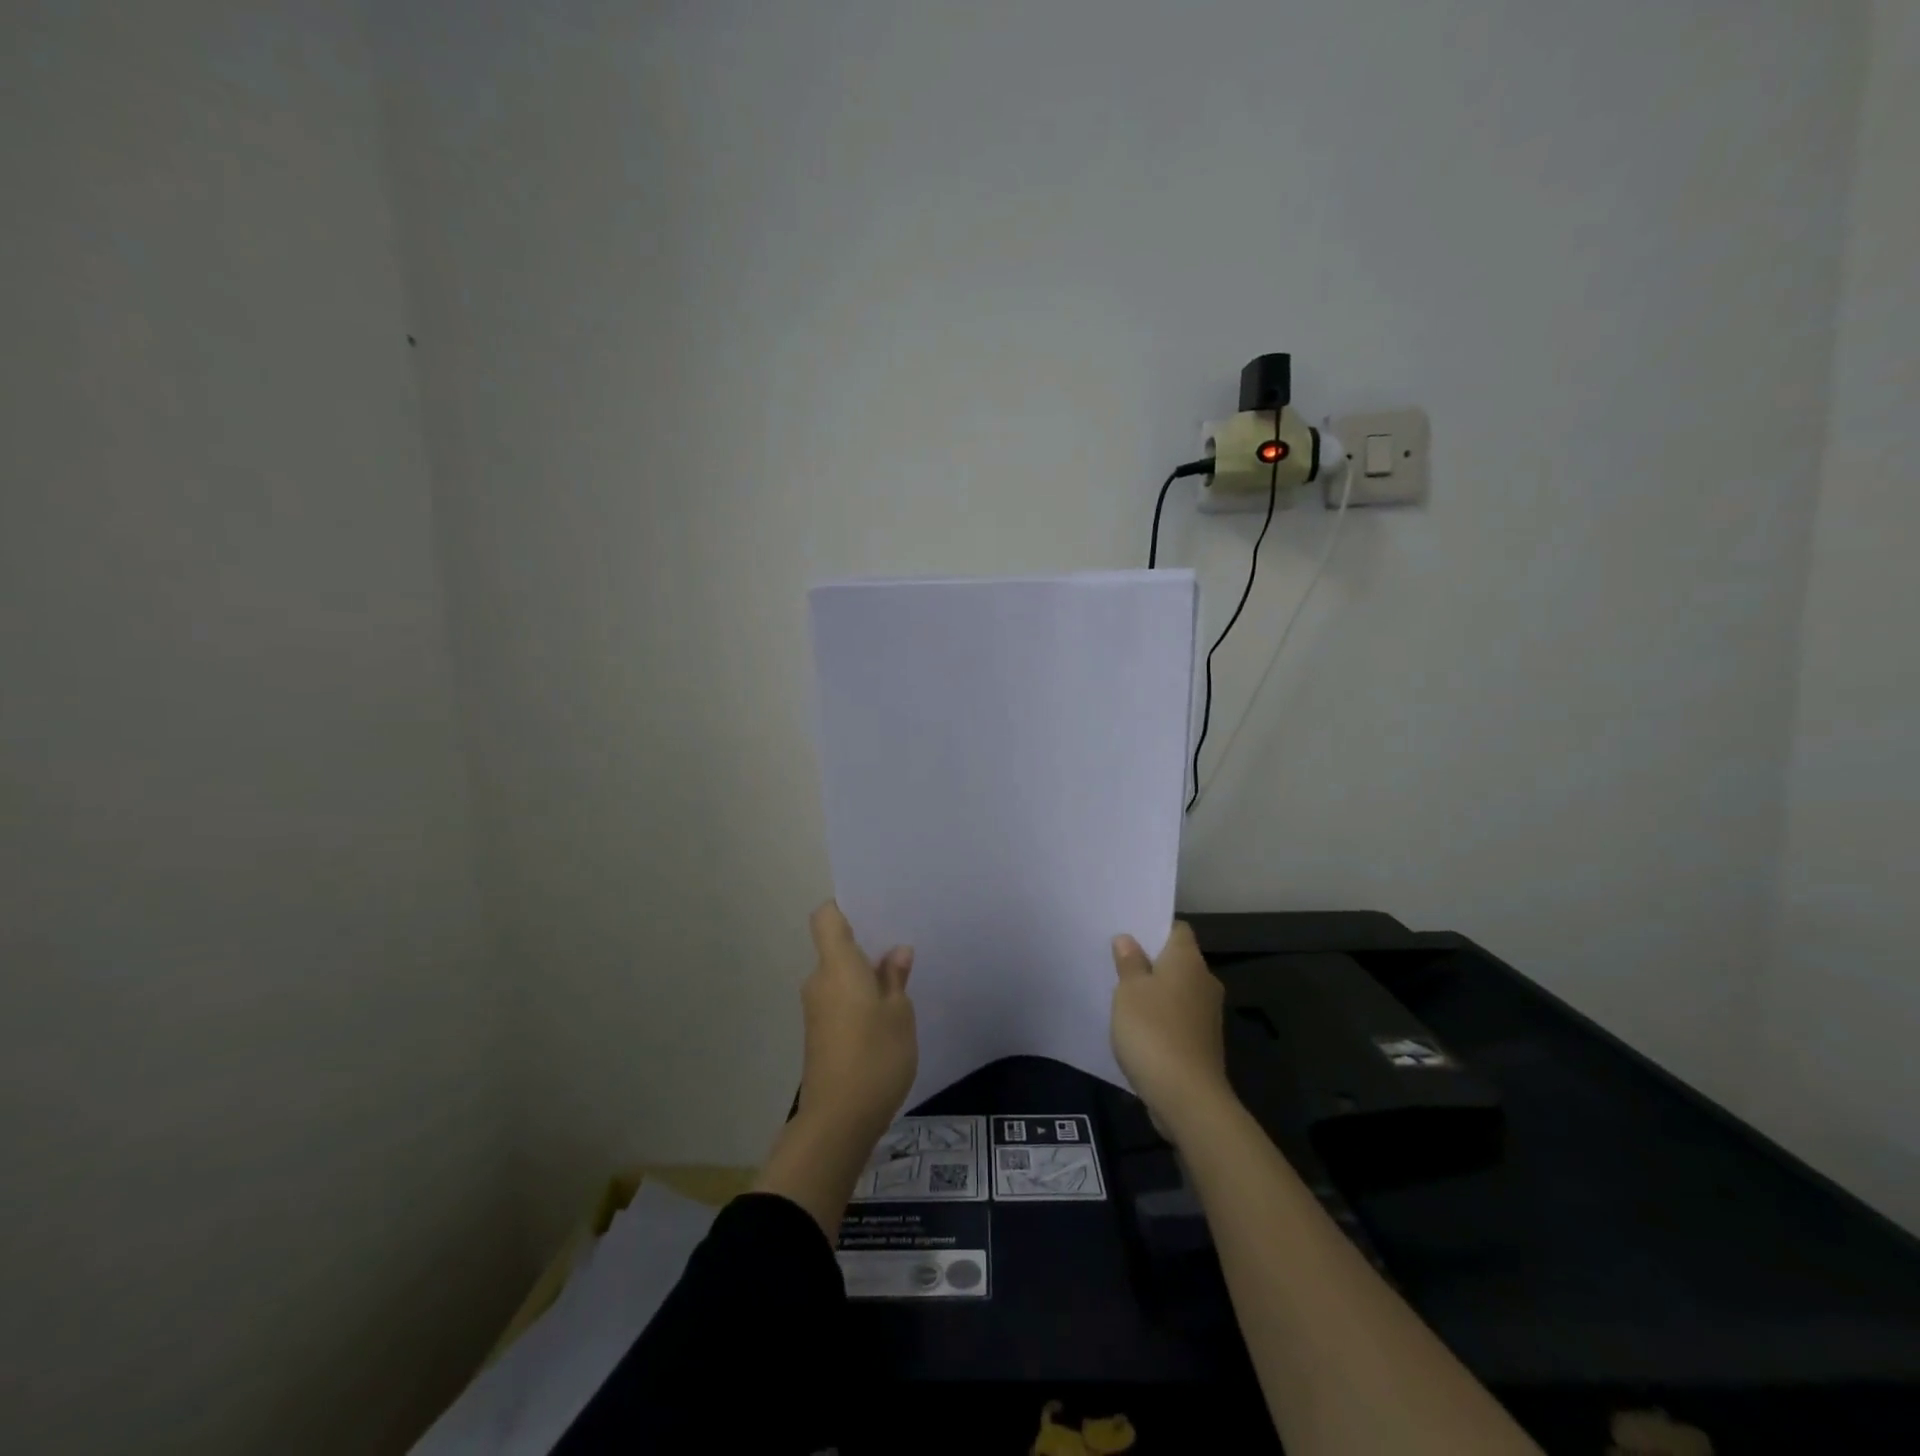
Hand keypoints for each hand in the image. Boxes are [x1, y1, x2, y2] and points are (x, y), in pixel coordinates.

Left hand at [795, 901, 917, 1145]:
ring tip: (901, 978)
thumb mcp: (899, 1014)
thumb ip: (895, 978)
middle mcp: (820, 981)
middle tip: (901, 944)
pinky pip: (839, 999)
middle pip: (835, 947)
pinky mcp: (819, 1033)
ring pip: (840, 976)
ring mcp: (816, 1009)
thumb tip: (895, 952)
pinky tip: (886, 1012)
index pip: (826, 917)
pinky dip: (859, 998)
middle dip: (866, 944)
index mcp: (837, 966)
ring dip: (865, 975)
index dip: (844, 907)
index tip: (873, 910)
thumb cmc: (875, 1057)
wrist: (838, 1121)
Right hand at [1110, 922, 1232, 1139]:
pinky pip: (1178, 1017)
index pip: (1177, 929)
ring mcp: (1207, 1015)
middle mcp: (1204, 982)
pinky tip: (1137, 1027)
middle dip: (1151, 960)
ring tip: (1122, 994)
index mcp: (1188, 961)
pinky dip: (1161, 1017)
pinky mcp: (1203, 1043)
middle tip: (1117, 961)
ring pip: (1177, 990)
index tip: (1128, 932)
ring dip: (1155, 991)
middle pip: (1178, 960)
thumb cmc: (1153, 1030)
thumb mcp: (1129, 991)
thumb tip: (1128, 939)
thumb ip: (1129, 962)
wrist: (1187, 1097)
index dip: (1154, 927)